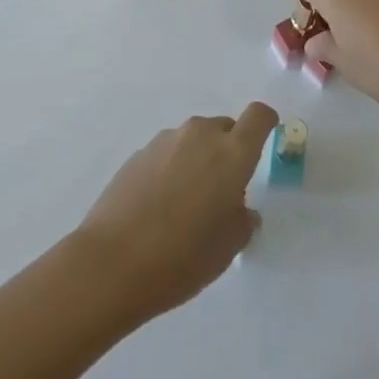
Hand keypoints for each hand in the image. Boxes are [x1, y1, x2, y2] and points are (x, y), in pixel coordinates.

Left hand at [74, 102, 279, 323]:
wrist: (113, 262)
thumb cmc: (183, 256)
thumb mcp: (228, 247)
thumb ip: (242, 220)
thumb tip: (239, 208)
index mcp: (231, 152)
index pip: (258, 116)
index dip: (266, 123)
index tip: (266, 139)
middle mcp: (200, 135)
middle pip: (224, 129)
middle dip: (228, 151)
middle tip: (222, 192)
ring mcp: (166, 141)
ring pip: (194, 141)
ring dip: (198, 161)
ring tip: (186, 205)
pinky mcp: (139, 153)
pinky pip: (168, 154)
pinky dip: (172, 170)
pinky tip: (159, 207)